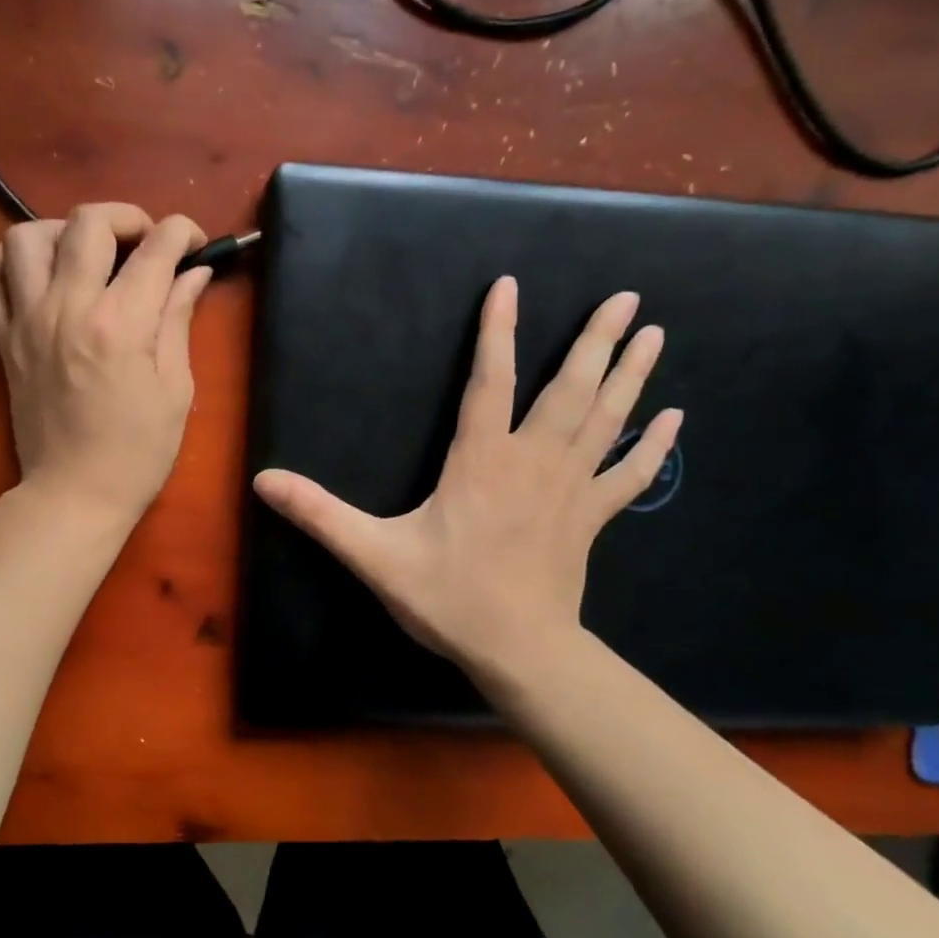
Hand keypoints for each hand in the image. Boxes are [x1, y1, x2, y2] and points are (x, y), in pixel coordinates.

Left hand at [0, 203, 212, 527]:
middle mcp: (67, 309)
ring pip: (27, 237)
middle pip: (88, 223)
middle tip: (144, 244)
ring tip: (86, 256)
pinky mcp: (2, 341)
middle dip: (126, 218)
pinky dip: (5, 264)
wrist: (75, 495)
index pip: (155, 249)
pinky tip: (33, 274)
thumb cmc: (137, 452)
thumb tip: (193, 273)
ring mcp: (26, 322)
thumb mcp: (176, 390)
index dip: (182, 233)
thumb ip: (178, 321)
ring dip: (62, 233)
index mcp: (120, 324)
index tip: (193, 243)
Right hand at [253, 279, 680, 675]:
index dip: (497, 332)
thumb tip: (264, 480)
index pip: (490, 382)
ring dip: (630, 374)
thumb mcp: (373, 555)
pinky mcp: (590, 518)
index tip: (509, 286)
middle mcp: (532, 462)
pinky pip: (629, 474)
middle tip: (626, 296)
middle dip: (594, 340)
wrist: (518, 651)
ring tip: (653, 331)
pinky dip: (653, 445)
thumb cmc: (447, 597)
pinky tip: (673, 419)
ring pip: (605, 421)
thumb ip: (320, 514)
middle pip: (569, 390)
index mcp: (482, 462)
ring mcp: (569, 489)